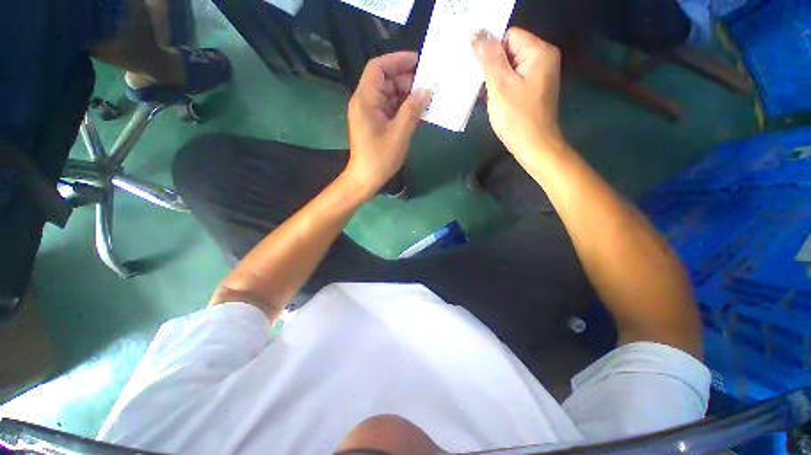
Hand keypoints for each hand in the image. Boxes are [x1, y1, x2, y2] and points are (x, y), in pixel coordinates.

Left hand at [346, 52, 431, 196]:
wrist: (365, 179)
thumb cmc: (379, 158)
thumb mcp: (399, 133)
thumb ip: (412, 110)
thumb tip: (426, 90)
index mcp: (365, 99)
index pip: (378, 68)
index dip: (397, 60)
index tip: (418, 62)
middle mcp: (365, 102)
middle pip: (385, 81)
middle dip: (406, 80)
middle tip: (427, 86)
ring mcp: (370, 113)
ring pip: (389, 95)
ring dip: (407, 95)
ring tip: (426, 99)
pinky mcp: (375, 124)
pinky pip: (390, 109)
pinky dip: (403, 108)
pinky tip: (417, 112)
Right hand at [471, 28, 563, 160]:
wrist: (533, 147)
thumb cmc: (517, 118)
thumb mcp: (500, 86)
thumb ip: (489, 58)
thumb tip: (476, 33)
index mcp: (539, 52)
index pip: (508, 36)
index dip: (491, 52)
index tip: (480, 73)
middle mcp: (542, 59)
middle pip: (509, 51)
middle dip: (491, 67)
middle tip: (480, 86)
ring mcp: (538, 76)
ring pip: (508, 68)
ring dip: (493, 79)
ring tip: (485, 96)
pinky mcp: (532, 90)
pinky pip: (512, 81)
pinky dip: (500, 88)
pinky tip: (491, 101)